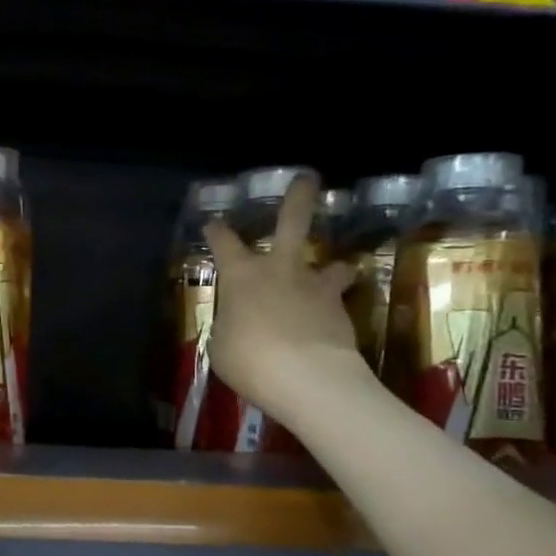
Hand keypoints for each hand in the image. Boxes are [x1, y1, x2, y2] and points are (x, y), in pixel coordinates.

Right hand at [204, 173, 368, 419]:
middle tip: (307, 179)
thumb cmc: (249, 358)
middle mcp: (279, 269)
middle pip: (292, 222)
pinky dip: (333, 307)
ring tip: (335, 272)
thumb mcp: (221, 345)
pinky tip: (330, 321)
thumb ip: (229, 326)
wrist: (307, 377)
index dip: (216, 231)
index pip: (223, 241)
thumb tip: (237, 324)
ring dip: (332, 267)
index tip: (213, 225)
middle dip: (298, 198)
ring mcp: (314, 286)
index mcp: (241, 275)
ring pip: (330, 264)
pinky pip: (337, 301)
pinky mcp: (341, 309)